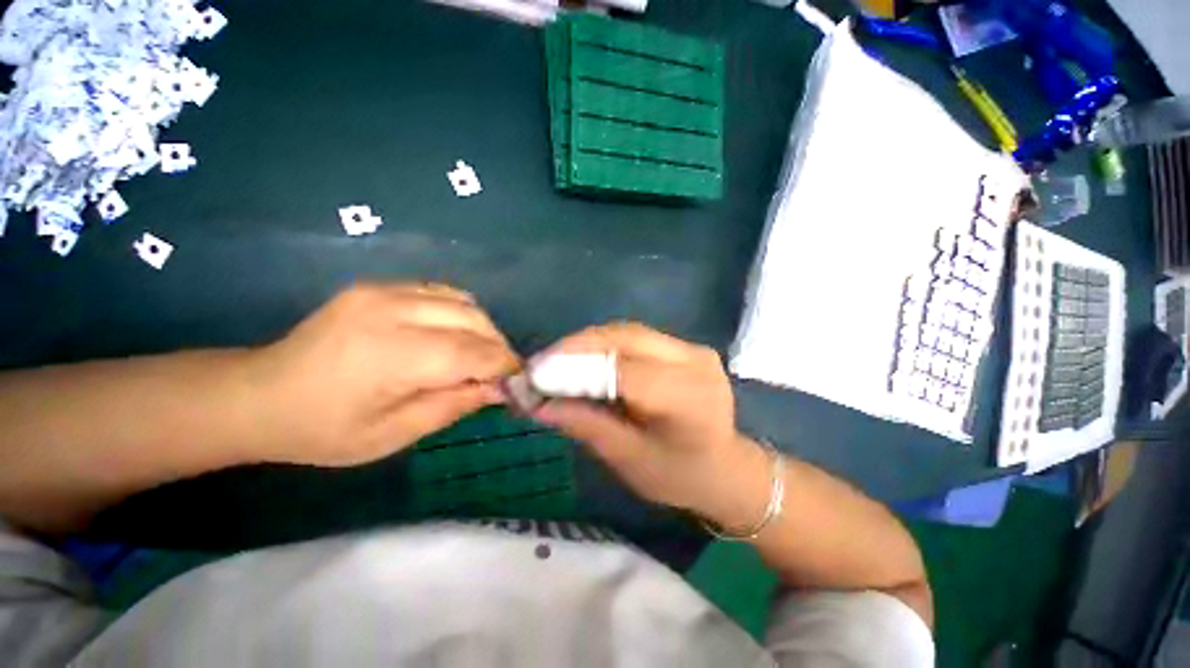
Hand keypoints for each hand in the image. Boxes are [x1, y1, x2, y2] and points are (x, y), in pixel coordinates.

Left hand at [248, 283, 517, 466]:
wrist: (261, 395)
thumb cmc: (323, 429)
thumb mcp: (394, 434)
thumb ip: (453, 405)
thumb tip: (498, 388)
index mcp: (390, 354)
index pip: (470, 352)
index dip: (502, 365)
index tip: (519, 380)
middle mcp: (390, 310)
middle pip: (472, 319)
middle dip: (497, 345)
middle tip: (500, 372)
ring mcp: (382, 290)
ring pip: (462, 301)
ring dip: (482, 328)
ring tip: (479, 354)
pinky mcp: (379, 286)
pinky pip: (441, 293)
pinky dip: (461, 313)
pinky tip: (455, 335)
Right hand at [531, 323, 770, 526]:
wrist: (726, 468)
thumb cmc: (679, 476)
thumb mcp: (628, 459)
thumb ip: (585, 424)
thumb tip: (536, 403)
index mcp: (689, 400)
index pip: (625, 372)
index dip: (576, 369)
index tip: (534, 376)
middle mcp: (694, 362)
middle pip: (624, 339)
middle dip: (576, 348)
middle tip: (540, 364)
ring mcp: (693, 348)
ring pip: (627, 332)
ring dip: (587, 343)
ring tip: (555, 362)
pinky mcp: (685, 346)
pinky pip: (635, 337)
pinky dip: (604, 345)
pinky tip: (584, 359)